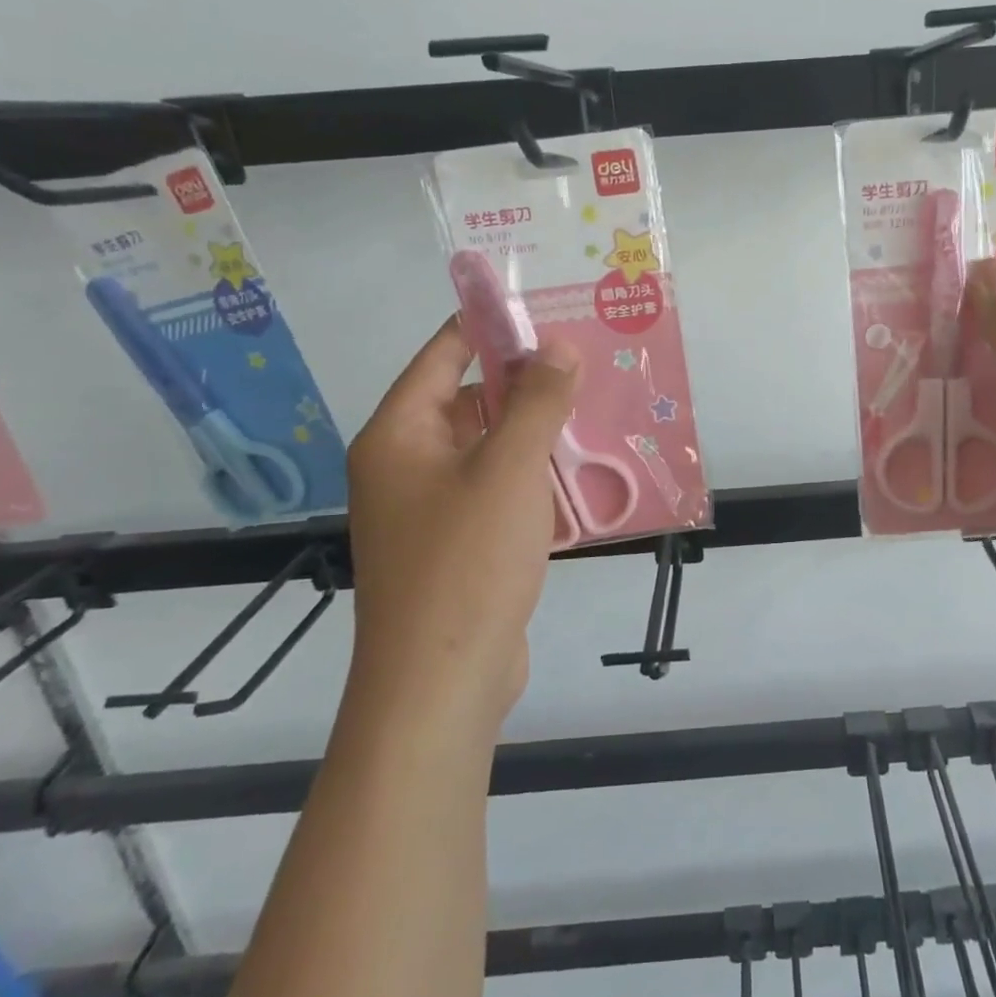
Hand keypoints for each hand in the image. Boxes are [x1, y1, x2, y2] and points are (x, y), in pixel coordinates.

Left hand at [345, 318, 578, 728]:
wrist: (440, 684)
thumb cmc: (466, 563)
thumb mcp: (508, 470)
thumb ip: (536, 402)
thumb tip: (559, 346)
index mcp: (399, 435)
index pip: (444, 356)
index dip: (491, 329)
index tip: (548, 312)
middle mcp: (406, 465)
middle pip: (468, 402)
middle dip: (526, 385)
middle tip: (587, 366)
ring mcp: (430, 509)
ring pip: (489, 450)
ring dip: (537, 434)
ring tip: (596, 412)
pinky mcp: (458, 545)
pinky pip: (498, 492)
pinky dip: (534, 478)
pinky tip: (583, 475)